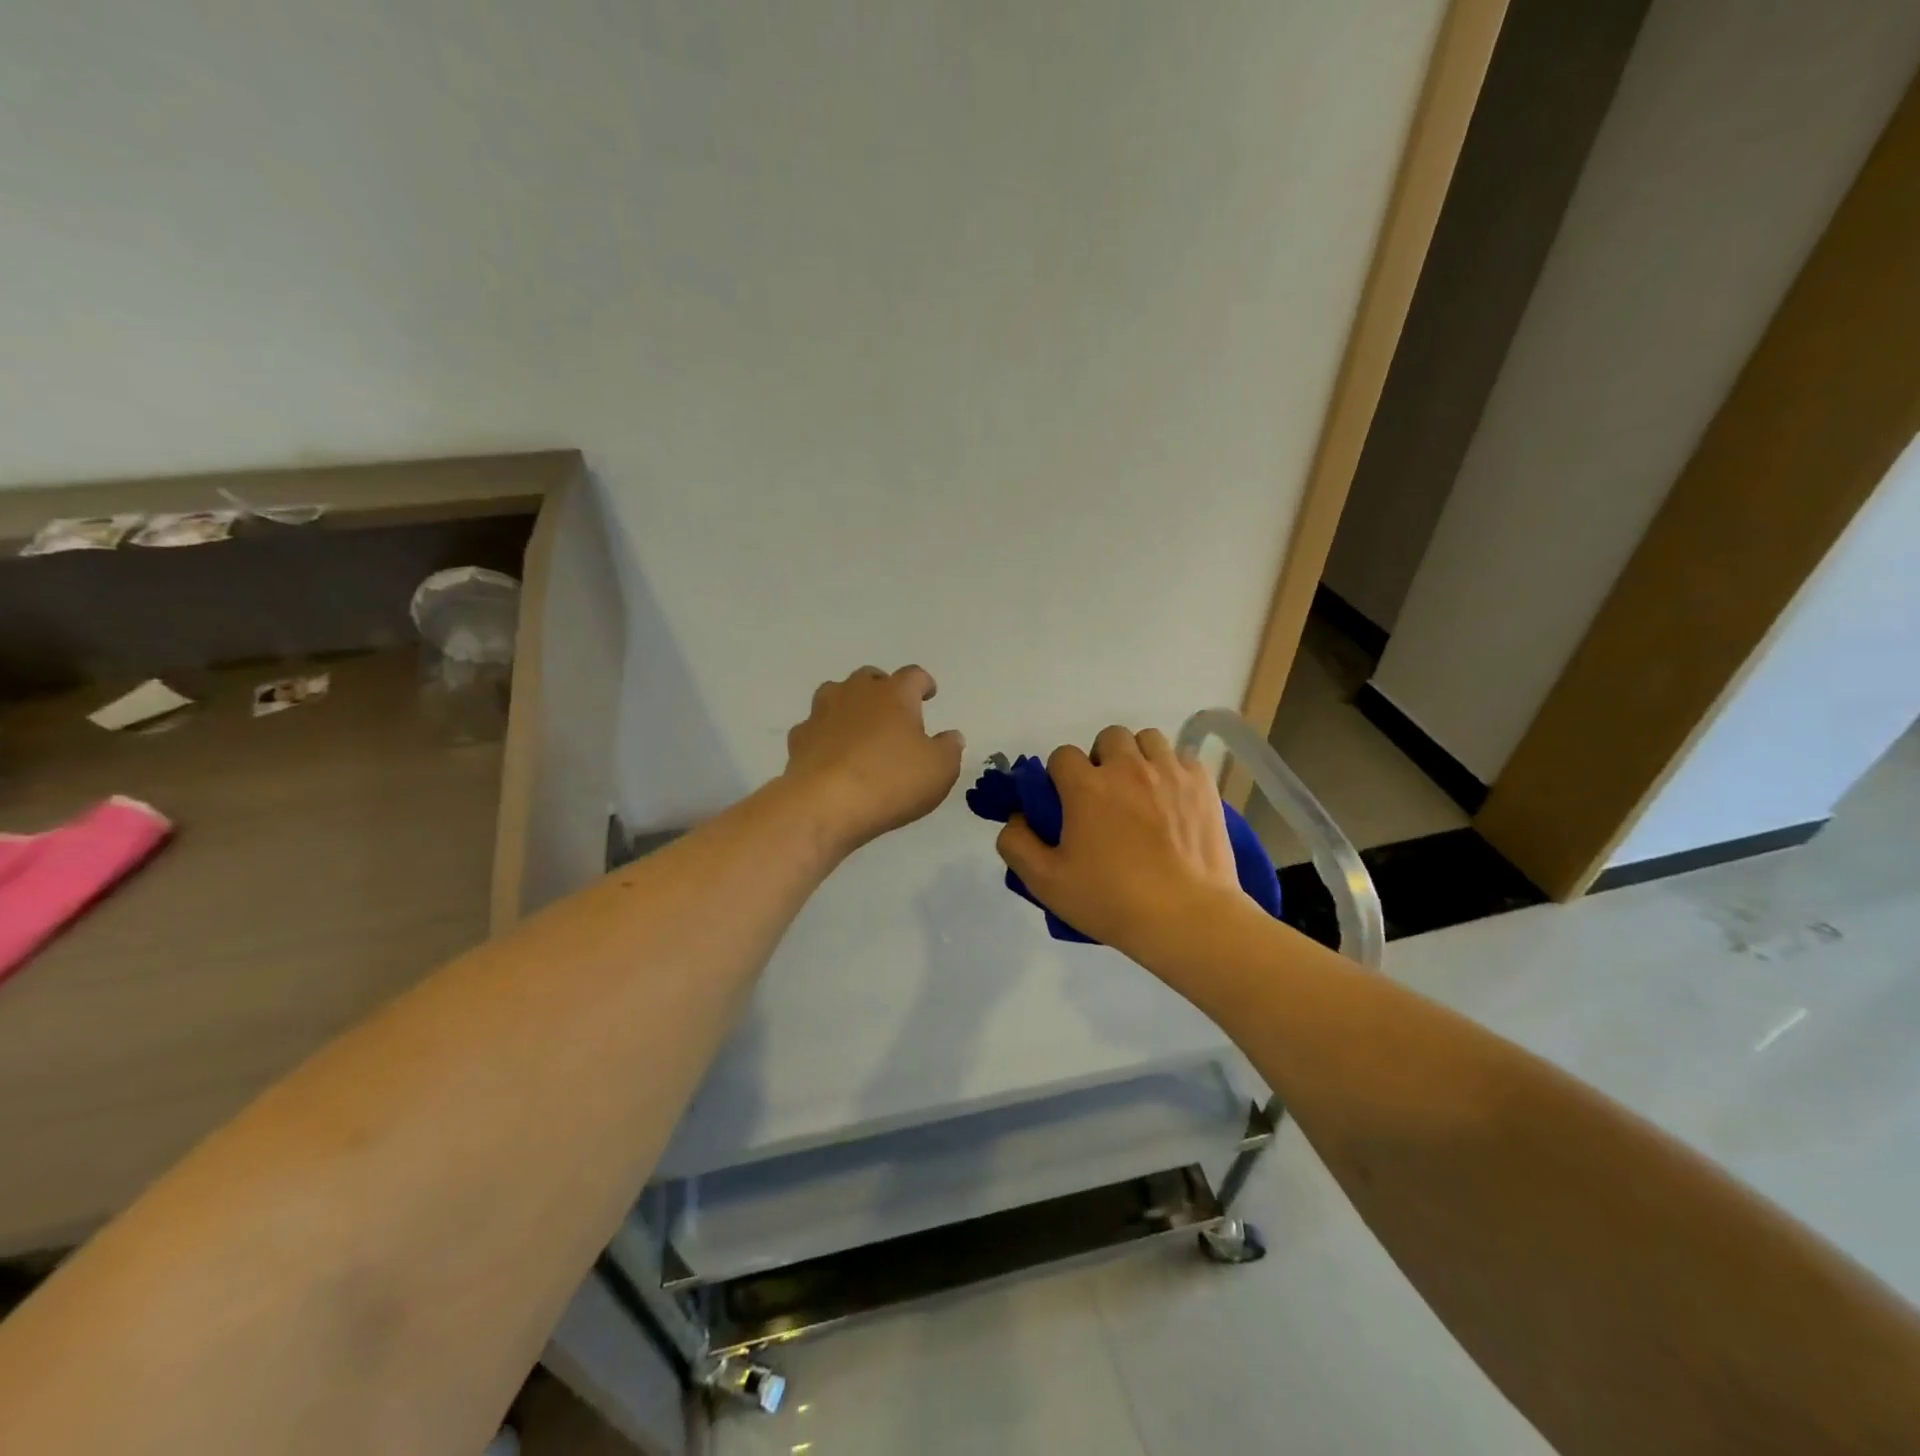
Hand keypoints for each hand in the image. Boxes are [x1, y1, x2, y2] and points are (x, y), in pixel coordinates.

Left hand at [784, 665, 964, 853]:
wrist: (825, 804)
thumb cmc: (891, 781)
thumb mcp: (940, 769)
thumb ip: (949, 748)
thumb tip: (951, 736)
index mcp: (895, 694)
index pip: (913, 675)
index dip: (923, 683)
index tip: (928, 693)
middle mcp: (856, 693)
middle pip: (870, 677)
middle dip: (883, 688)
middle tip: (893, 709)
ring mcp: (822, 713)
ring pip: (836, 693)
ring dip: (849, 704)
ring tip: (859, 725)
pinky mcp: (799, 738)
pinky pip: (814, 727)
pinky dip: (824, 734)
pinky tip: (831, 751)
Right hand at [995, 725, 1241, 956]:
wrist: (1187, 919)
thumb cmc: (1111, 900)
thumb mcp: (1046, 882)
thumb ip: (1017, 844)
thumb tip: (1016, 818)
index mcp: (1086, 786)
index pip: (1062, 756)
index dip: (1060, 778)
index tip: (1067, 805)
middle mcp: (1127, 767)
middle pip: (1108, 738)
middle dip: (1101, 760)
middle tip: (1105, 797)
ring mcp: (1170, 772)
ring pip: (1148, 740)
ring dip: (1138, 758)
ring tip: (1141, 792)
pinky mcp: (1202, 785)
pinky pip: (1182, 758)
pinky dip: (1173, 771)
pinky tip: (1172, 800)